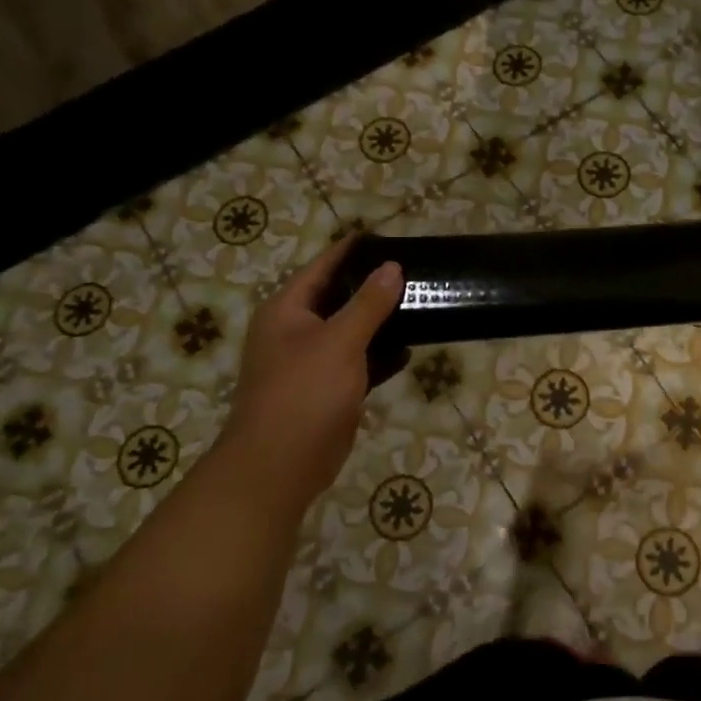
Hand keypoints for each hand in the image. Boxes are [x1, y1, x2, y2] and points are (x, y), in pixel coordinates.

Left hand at [217, 238, 404, 515]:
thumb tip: (391, 267)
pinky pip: (359, 362)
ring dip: (380, 321)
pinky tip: (410, 349)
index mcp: (287, 311)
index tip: (383, 235)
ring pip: (351, 331)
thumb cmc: (303, 393)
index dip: (350, 251)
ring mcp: (312, 362)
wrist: (280, 466)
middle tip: (413, 269)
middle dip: (372, 286)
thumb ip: (368, 304)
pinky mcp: (329, 389)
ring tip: (419, 302)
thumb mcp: (339, 342)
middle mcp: (297, 331)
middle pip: (338, 298)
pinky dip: (381, 355)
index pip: (322, 268)